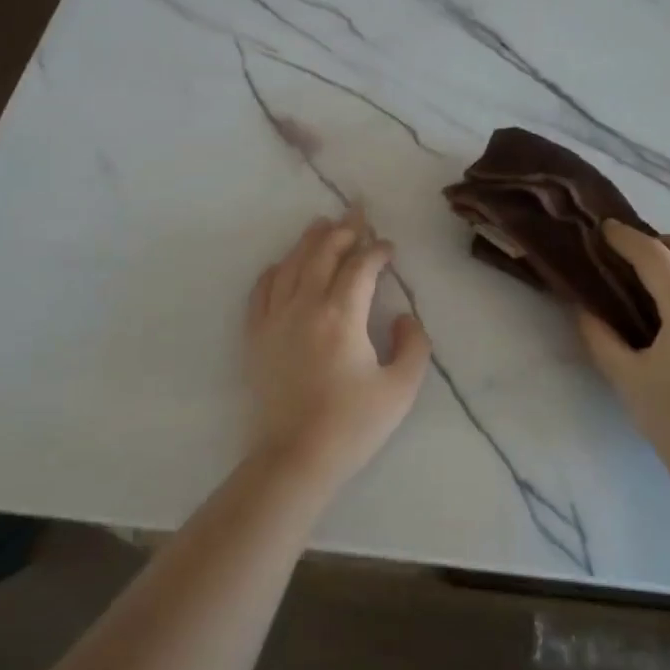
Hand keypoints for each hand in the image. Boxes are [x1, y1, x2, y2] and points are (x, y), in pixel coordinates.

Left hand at [243, 208, 432, 493]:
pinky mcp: (256, 336)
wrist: (295, 458)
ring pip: (292, 264)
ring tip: (322, 223)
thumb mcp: (401, 388)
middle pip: (323, 253)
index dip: (377, 250)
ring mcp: (275, 319)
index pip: (361, 266)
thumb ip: (413, 344)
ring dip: (310, 241)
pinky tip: (284, 264)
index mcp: (342, 315)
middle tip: (357, 212)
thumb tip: (402, 315)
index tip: (388, 247)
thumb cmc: (353, 425)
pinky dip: (276, 270)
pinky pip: (262, 289)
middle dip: (344, 229)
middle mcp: (305, 306)